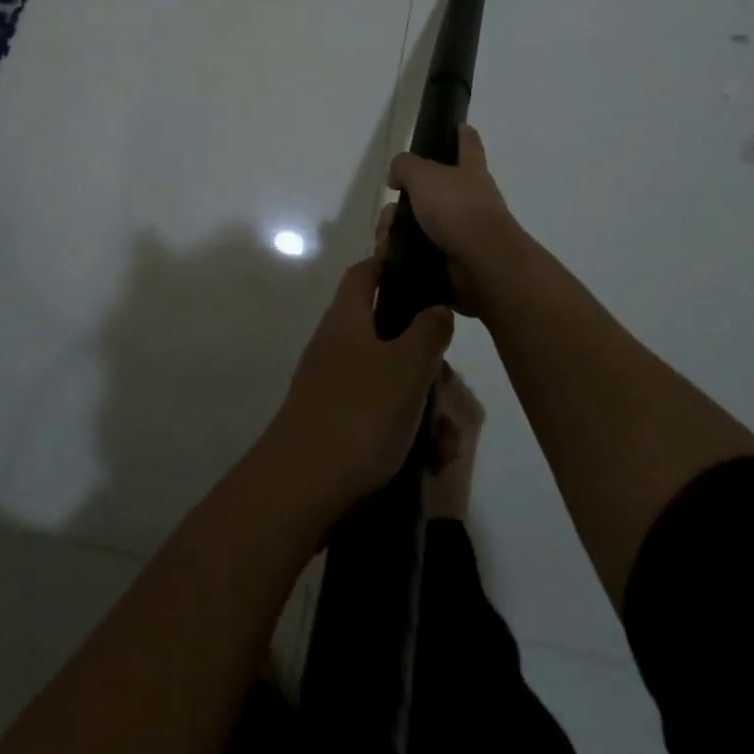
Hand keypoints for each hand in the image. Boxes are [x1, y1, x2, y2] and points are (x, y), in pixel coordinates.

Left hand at [266, 256, 452, 512]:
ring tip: (448, 445)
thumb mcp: (407, 367)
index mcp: (348, 318)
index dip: (394, 266)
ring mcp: (334, 385)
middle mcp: (337, 345)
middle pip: (389, 333)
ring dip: (425, 407)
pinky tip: (431, 461)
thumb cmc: (359, 413)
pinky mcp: (336, 423)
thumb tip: (436, 307)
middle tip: (451, 389)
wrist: (302, 487)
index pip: (367, 273)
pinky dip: (407, 431)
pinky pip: (380, 414)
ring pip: (391, 380)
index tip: (428, 277)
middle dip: (428, 362)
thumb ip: (428, 331)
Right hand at [385, 124, 527, 311]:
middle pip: (429, 192)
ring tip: (386, 242)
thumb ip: (405, 166)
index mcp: (469, 172)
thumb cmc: (457, 209)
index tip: (460, 125)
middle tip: (390, 214)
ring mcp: (462, 231)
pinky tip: (390, 258)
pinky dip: (401, 255)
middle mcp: (469, 199)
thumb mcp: (423, 175)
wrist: (482, 264)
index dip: (463, 134)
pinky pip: (418, 252)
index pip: (468, 145)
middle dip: (402, 203)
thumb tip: (397, 177)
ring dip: (396, 232)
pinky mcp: (452, 260)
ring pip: (418, 224)